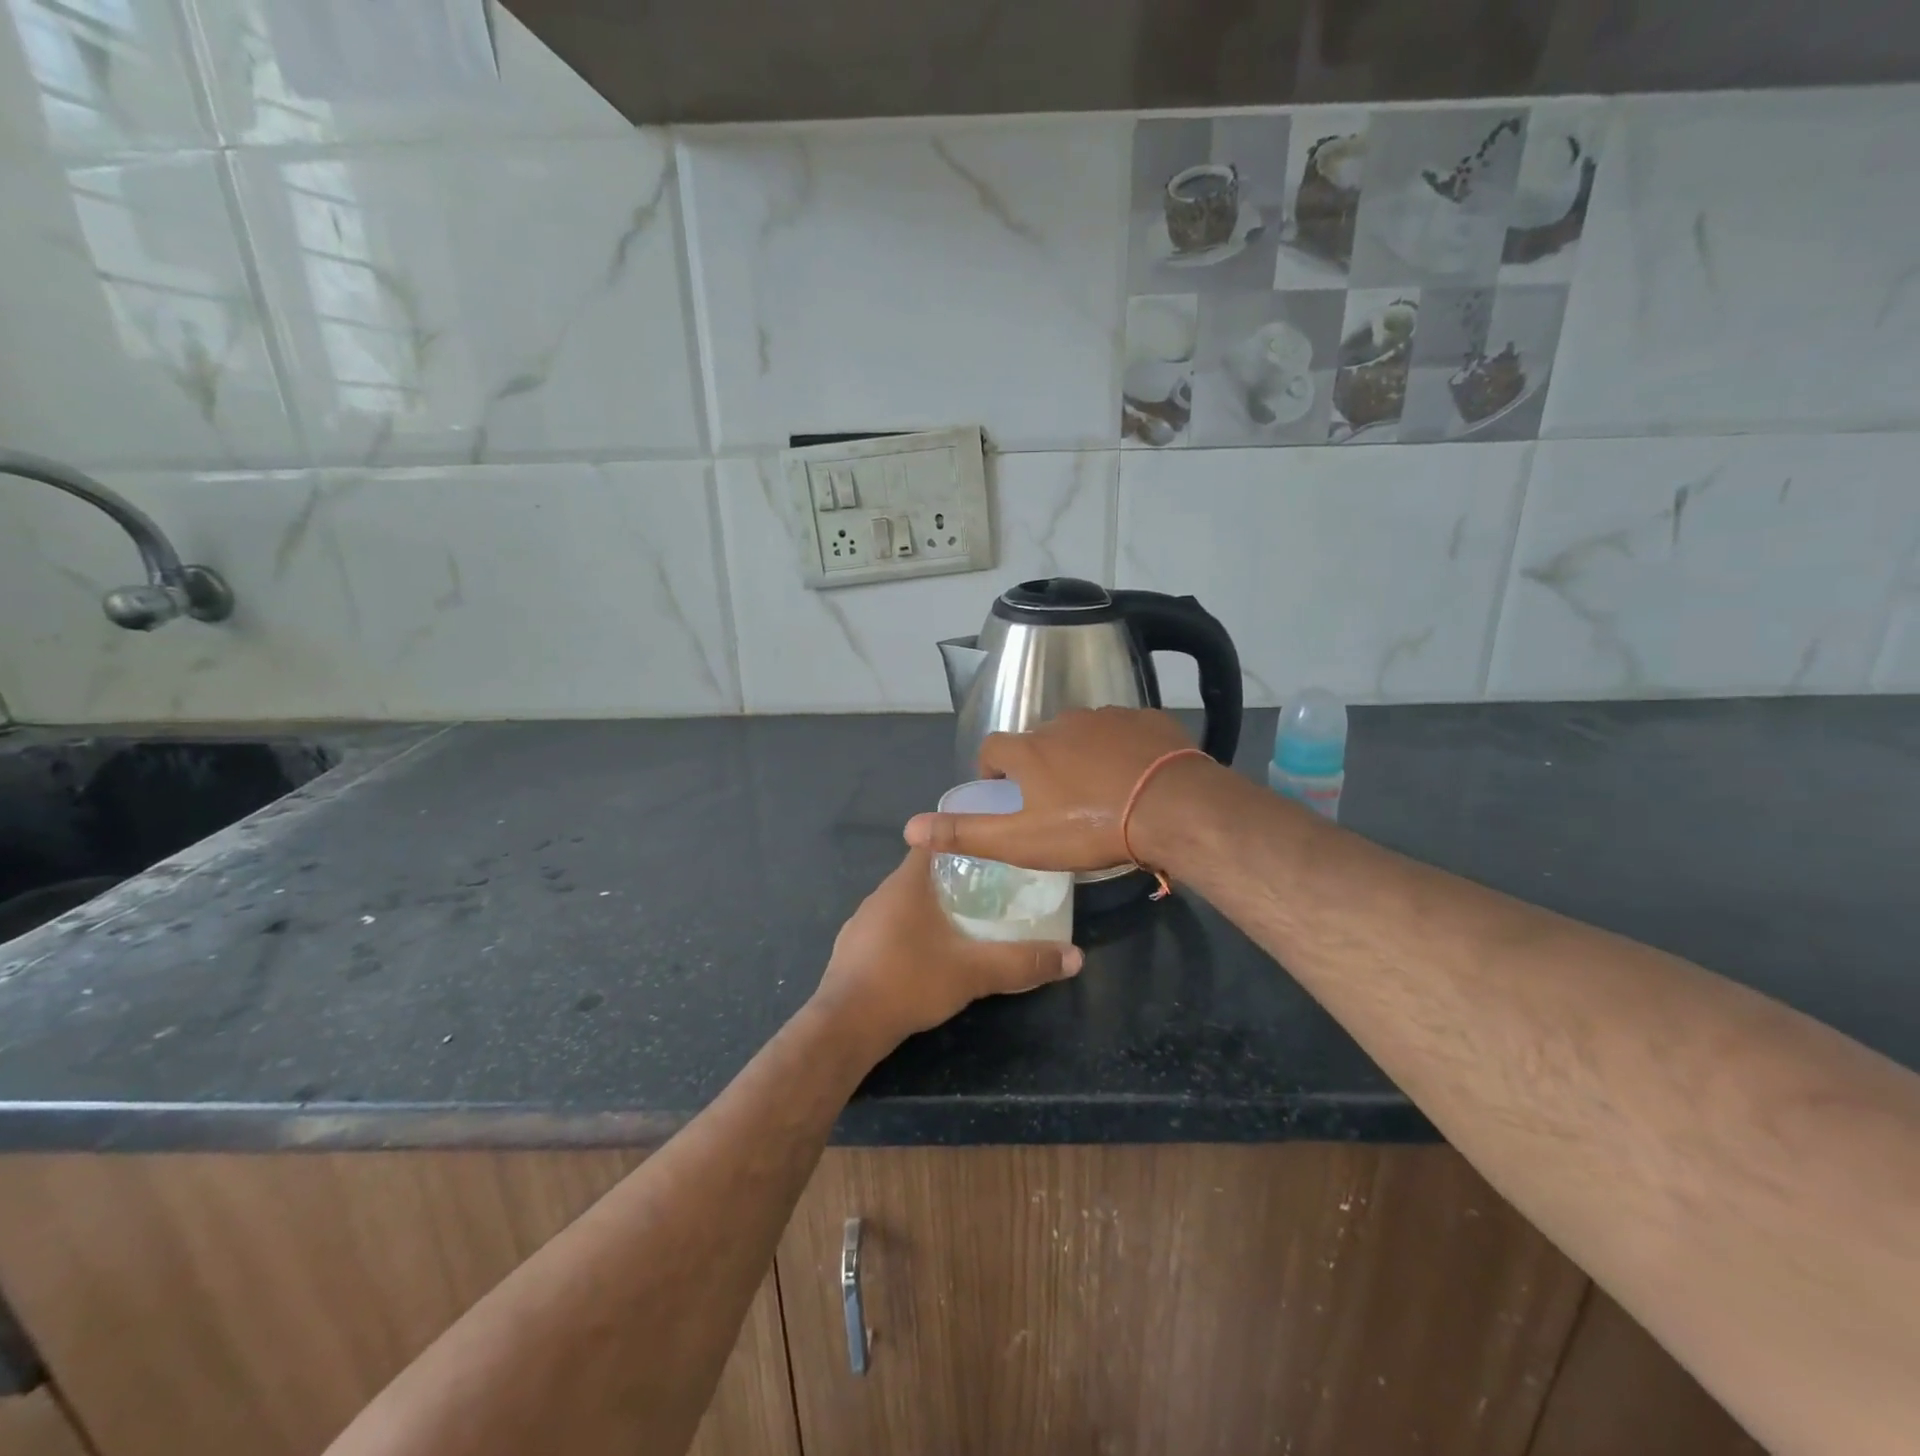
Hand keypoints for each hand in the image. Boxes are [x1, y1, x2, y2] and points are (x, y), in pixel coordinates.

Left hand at [813, 848, 1081, 1053]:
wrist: (845, 1027)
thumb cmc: (909, 982)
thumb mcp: (973, 972)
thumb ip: (1022, 963)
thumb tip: (1076, 957)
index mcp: (906, 884)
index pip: (934, 844)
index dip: (962, 844)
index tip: (990, 855)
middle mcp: (880, 895)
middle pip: (920, 874)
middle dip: (951, 880)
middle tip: (988, 893)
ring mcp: (861, 923)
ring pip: (902, 904)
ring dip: (928, 909)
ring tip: (961, 925)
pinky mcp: (851, 950)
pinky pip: (887, 930)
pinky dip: (907, 934)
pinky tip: (923, 958)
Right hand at [903, 707, 1199, 871]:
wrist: (1172, 808)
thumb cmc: (1089, 827)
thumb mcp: (1022, 840)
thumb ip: (965, 833)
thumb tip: (909, 827)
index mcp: (1030, 749)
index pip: (993, 748)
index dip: (992, 768)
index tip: (1003, 790)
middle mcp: (1063, 722)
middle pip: (1039, 739)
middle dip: (1040, 762)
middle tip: (1056, 799)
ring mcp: (1108, 716)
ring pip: (1083, 732)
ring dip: (1081, 753)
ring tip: (1098, 788)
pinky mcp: (1147, 719)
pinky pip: (1124, 730)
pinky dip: (1121, 747)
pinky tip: (1134, 774)